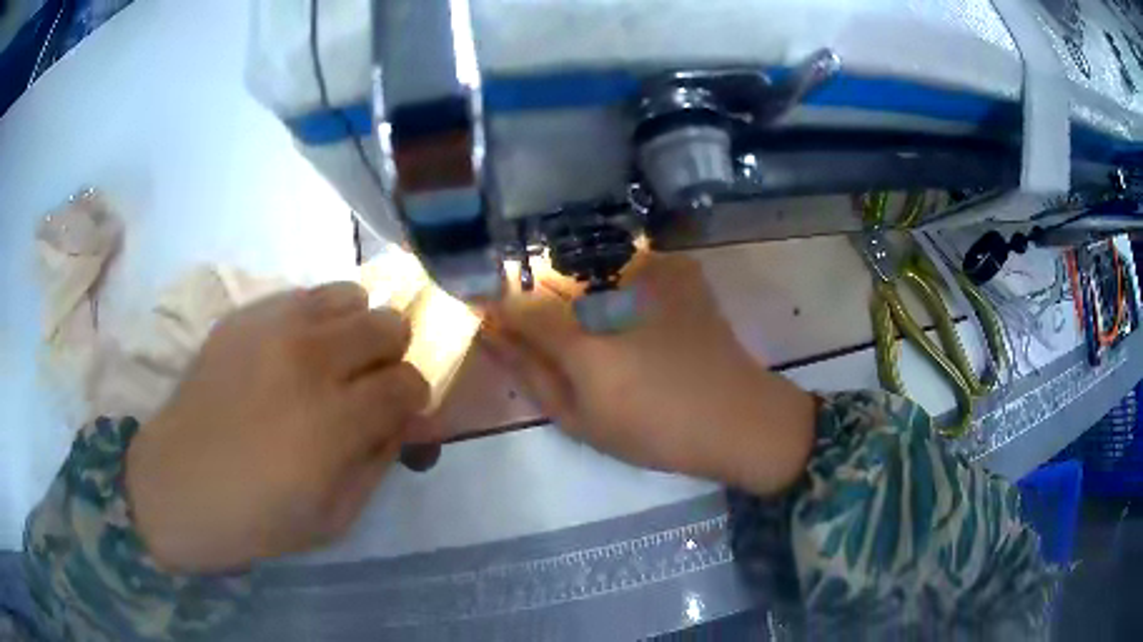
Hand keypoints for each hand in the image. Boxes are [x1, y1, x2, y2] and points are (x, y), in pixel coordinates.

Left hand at [126, 283, 433, 572]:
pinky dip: (314, 320)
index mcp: (336, 421)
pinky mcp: (244, 316)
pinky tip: (292, 353)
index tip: (401, 412)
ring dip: (354, 328)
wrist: (179, 485)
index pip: (408, 382)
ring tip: (332, 359)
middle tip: (368, 383)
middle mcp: (310, 360)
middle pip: (387, 325)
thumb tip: (400, 420)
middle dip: (391, 356)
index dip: (414, 398)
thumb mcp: (336, 517)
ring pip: (349, 295)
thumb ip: (378, 463)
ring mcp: (273, 328)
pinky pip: (302, 295)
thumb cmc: (258, 517)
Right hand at [484, 254, 815, 495]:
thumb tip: (489, 335)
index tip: (486, 313)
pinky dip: (618, 283)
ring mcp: (652, 270)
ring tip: (601, 325)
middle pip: (549, 276)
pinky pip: (627, 262)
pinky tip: (634, 311)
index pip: (515, 303)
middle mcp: (612, 291)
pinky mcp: (678, 267)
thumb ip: (529, 372)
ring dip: (579, 288)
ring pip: (587, 264)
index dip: (495, 306)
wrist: (737, 416)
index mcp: (583, 339)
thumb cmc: (654, 432)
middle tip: (555, 334)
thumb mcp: (579, 420)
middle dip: (539, 297)